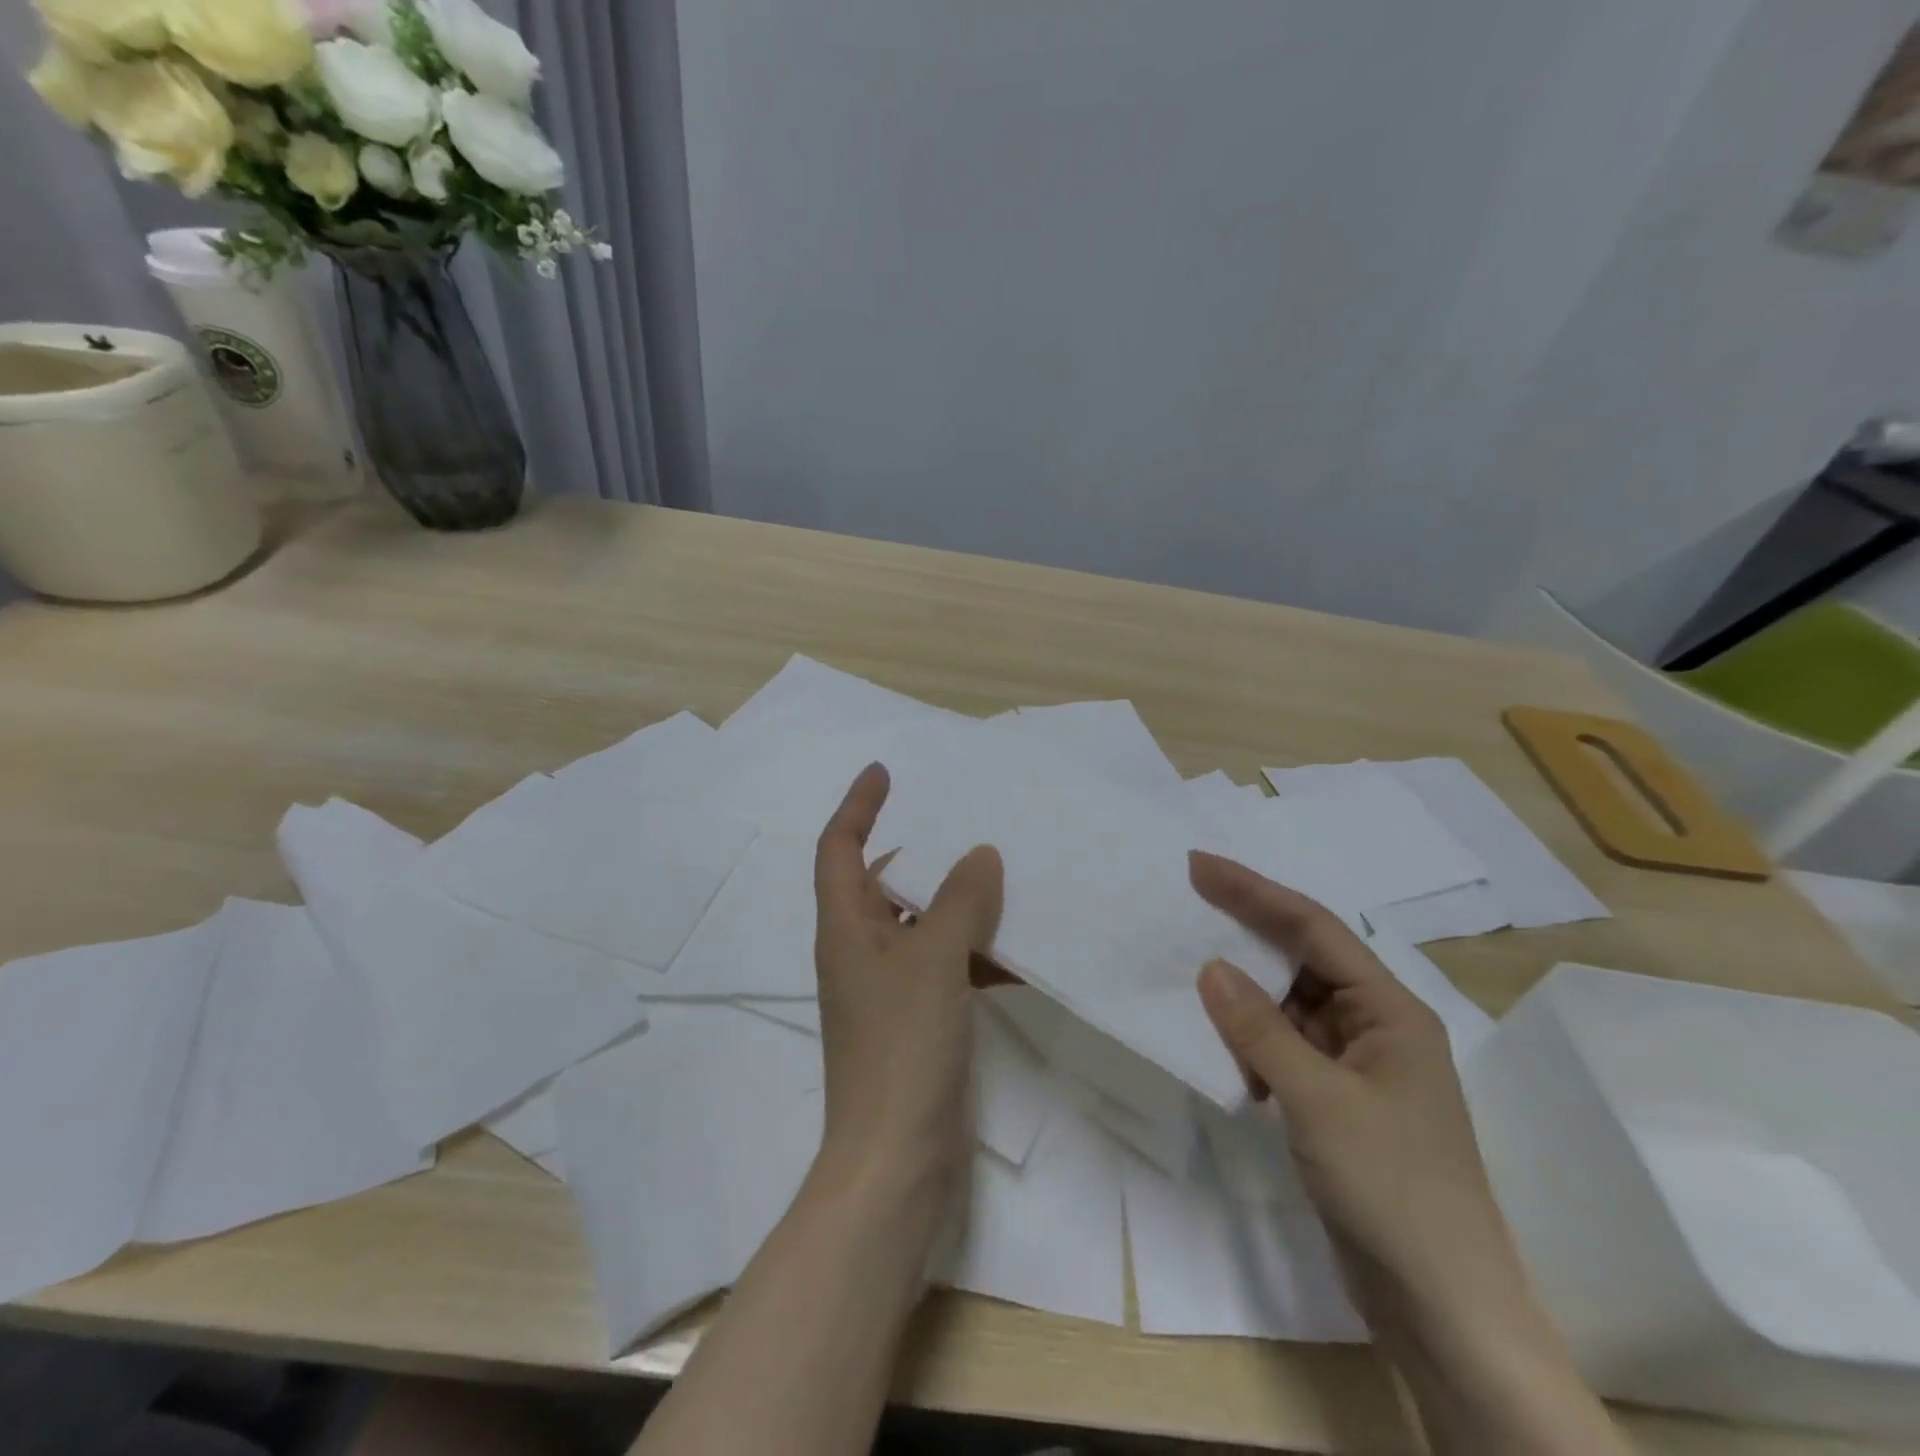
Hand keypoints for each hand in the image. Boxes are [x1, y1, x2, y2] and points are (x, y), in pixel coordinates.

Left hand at [813, 763, 1002, 1192]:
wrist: (896, 1163)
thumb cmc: (902, 1048)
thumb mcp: (933, 961)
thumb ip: (960, 901)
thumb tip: (980, 854)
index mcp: (845, 928)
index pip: (838, 847)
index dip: (858, 805)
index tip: (885, 772)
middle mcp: (860, 952)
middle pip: (881, 883)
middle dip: (918, 851)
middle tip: (966, 825)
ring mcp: (889, 991)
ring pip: (921, 925)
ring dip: (956, 902)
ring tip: (1005, 876)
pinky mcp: (917, 1022)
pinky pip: (946, 967)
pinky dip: (975, 952)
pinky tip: (1018, 948)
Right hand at [1189, 850, 1523, 1324]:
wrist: (1442, 1308)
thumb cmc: (1391, 1187)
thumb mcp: (1318, 1099)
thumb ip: (1260, 1028)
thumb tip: (1210, 966)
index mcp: (1390, 1010)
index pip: (1313, 929)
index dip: (1254, 892)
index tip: (1199, 867)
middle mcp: (1376, 1025)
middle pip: (1302, 959)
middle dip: (1246, 931)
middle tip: (1187, 902)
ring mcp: (1356, 1066)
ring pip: (1288, 1005)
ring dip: (1244, 994)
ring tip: (1190, 972)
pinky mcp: (1336, 1102)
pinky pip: (1284, 1047)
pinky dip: (1250, 1039)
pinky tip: (1222, 1047)